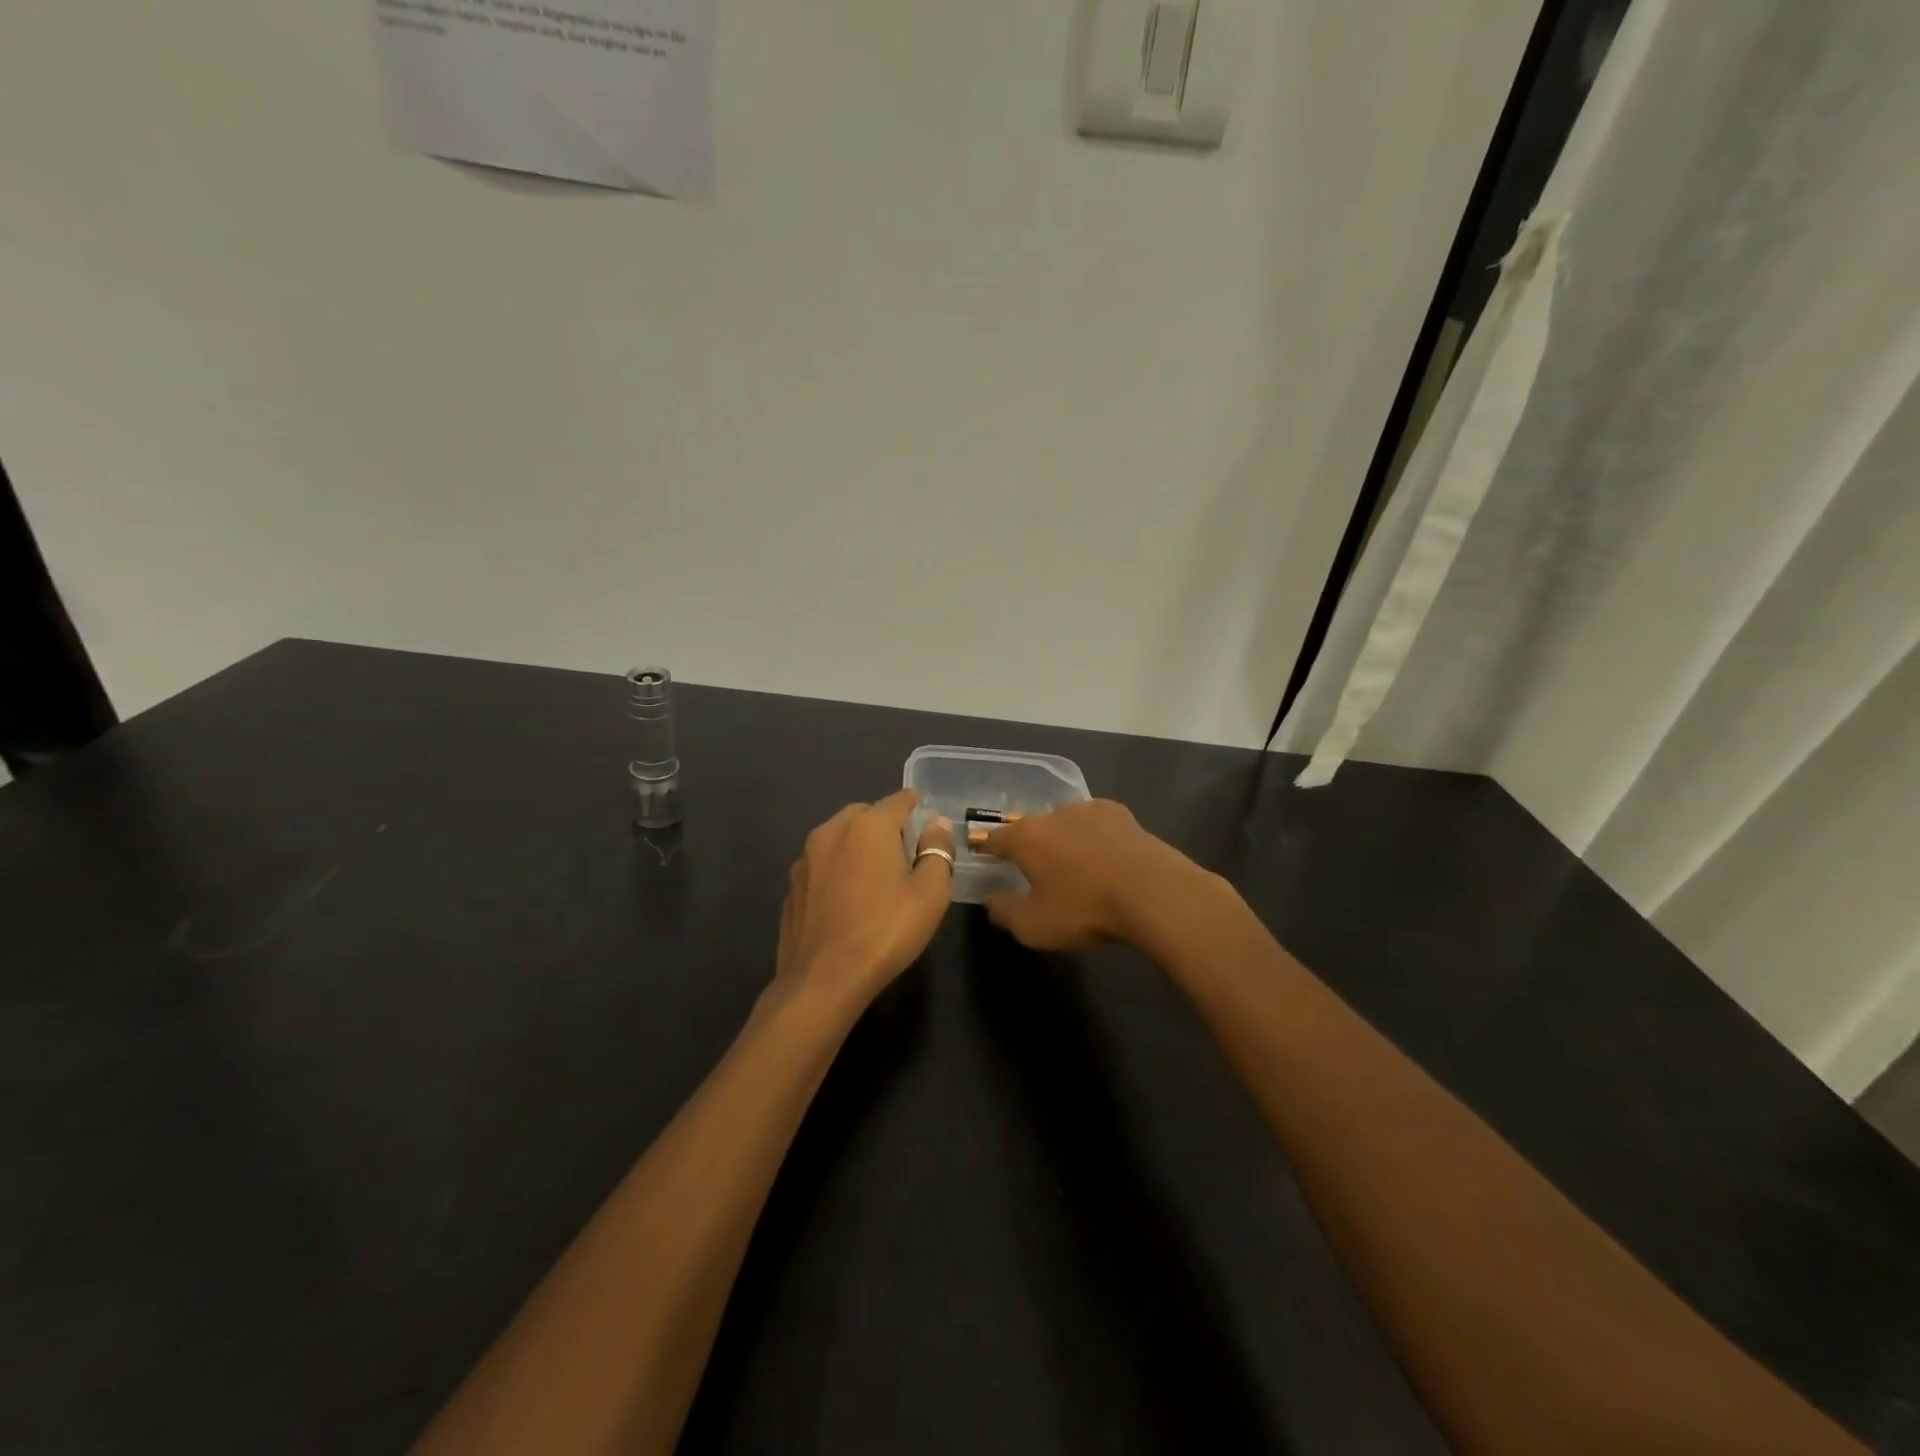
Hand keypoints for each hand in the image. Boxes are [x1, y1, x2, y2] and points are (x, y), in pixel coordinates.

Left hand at [773, 789, 954, 1016]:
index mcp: (868, 826)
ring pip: (839, 838)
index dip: (916, 808)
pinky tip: (847, 902)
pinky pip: (822, 864)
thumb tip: (936, 824)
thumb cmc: (885, 932)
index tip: (927, 824)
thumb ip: (937, 851)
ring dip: (858, 848)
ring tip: (875, 880)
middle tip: (904, 857)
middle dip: (885, 827)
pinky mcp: (791, 885)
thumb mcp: (930, 893)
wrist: (822, 980)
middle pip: (865, 815)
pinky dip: (837, 870)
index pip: (899, 800)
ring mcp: (805, 858)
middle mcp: (832, 831)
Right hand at [980, 799, 1205, 950]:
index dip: (987, 849)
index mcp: (1026, 837)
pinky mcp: (1122, 814)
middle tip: (1035, 870)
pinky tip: (1104, 856)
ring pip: (1065, 823)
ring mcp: (1090, 809)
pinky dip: (1093, 837)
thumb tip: (990, 900)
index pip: (995, 838)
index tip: (984, 856)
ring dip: (1063, 840)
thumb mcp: (1033, 926)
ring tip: (1074, 865)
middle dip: (1029, 846)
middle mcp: (1054, 814)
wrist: (1154, 893)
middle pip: (1031, 828)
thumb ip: (1004, 912)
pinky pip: (1096, 824)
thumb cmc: (1085, 909)